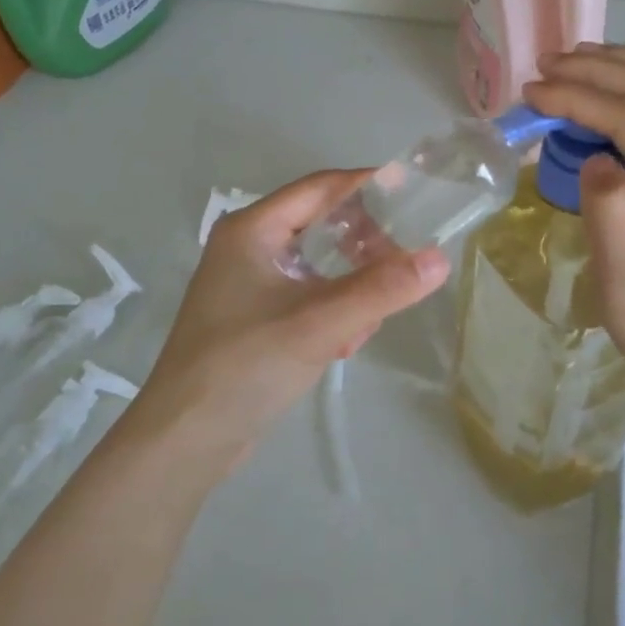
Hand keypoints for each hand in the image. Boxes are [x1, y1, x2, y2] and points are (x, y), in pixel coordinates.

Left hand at [135, 170, 448, 468]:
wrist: (185, 439)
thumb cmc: (245, 367)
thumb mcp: (319, 324)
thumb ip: (381, 290)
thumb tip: (439, 259)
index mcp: (253, 229)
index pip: (321, 187)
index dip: (369, 186)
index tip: (416, 194)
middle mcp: (249, 246)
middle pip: (322, 224)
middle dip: (364, 246)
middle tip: (401, 268)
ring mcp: (250, 283)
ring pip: (320, 265)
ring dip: (352, 286)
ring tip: (370, 320)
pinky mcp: (256, 317)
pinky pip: (309, 296)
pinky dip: (333, 310)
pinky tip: (345, 344)